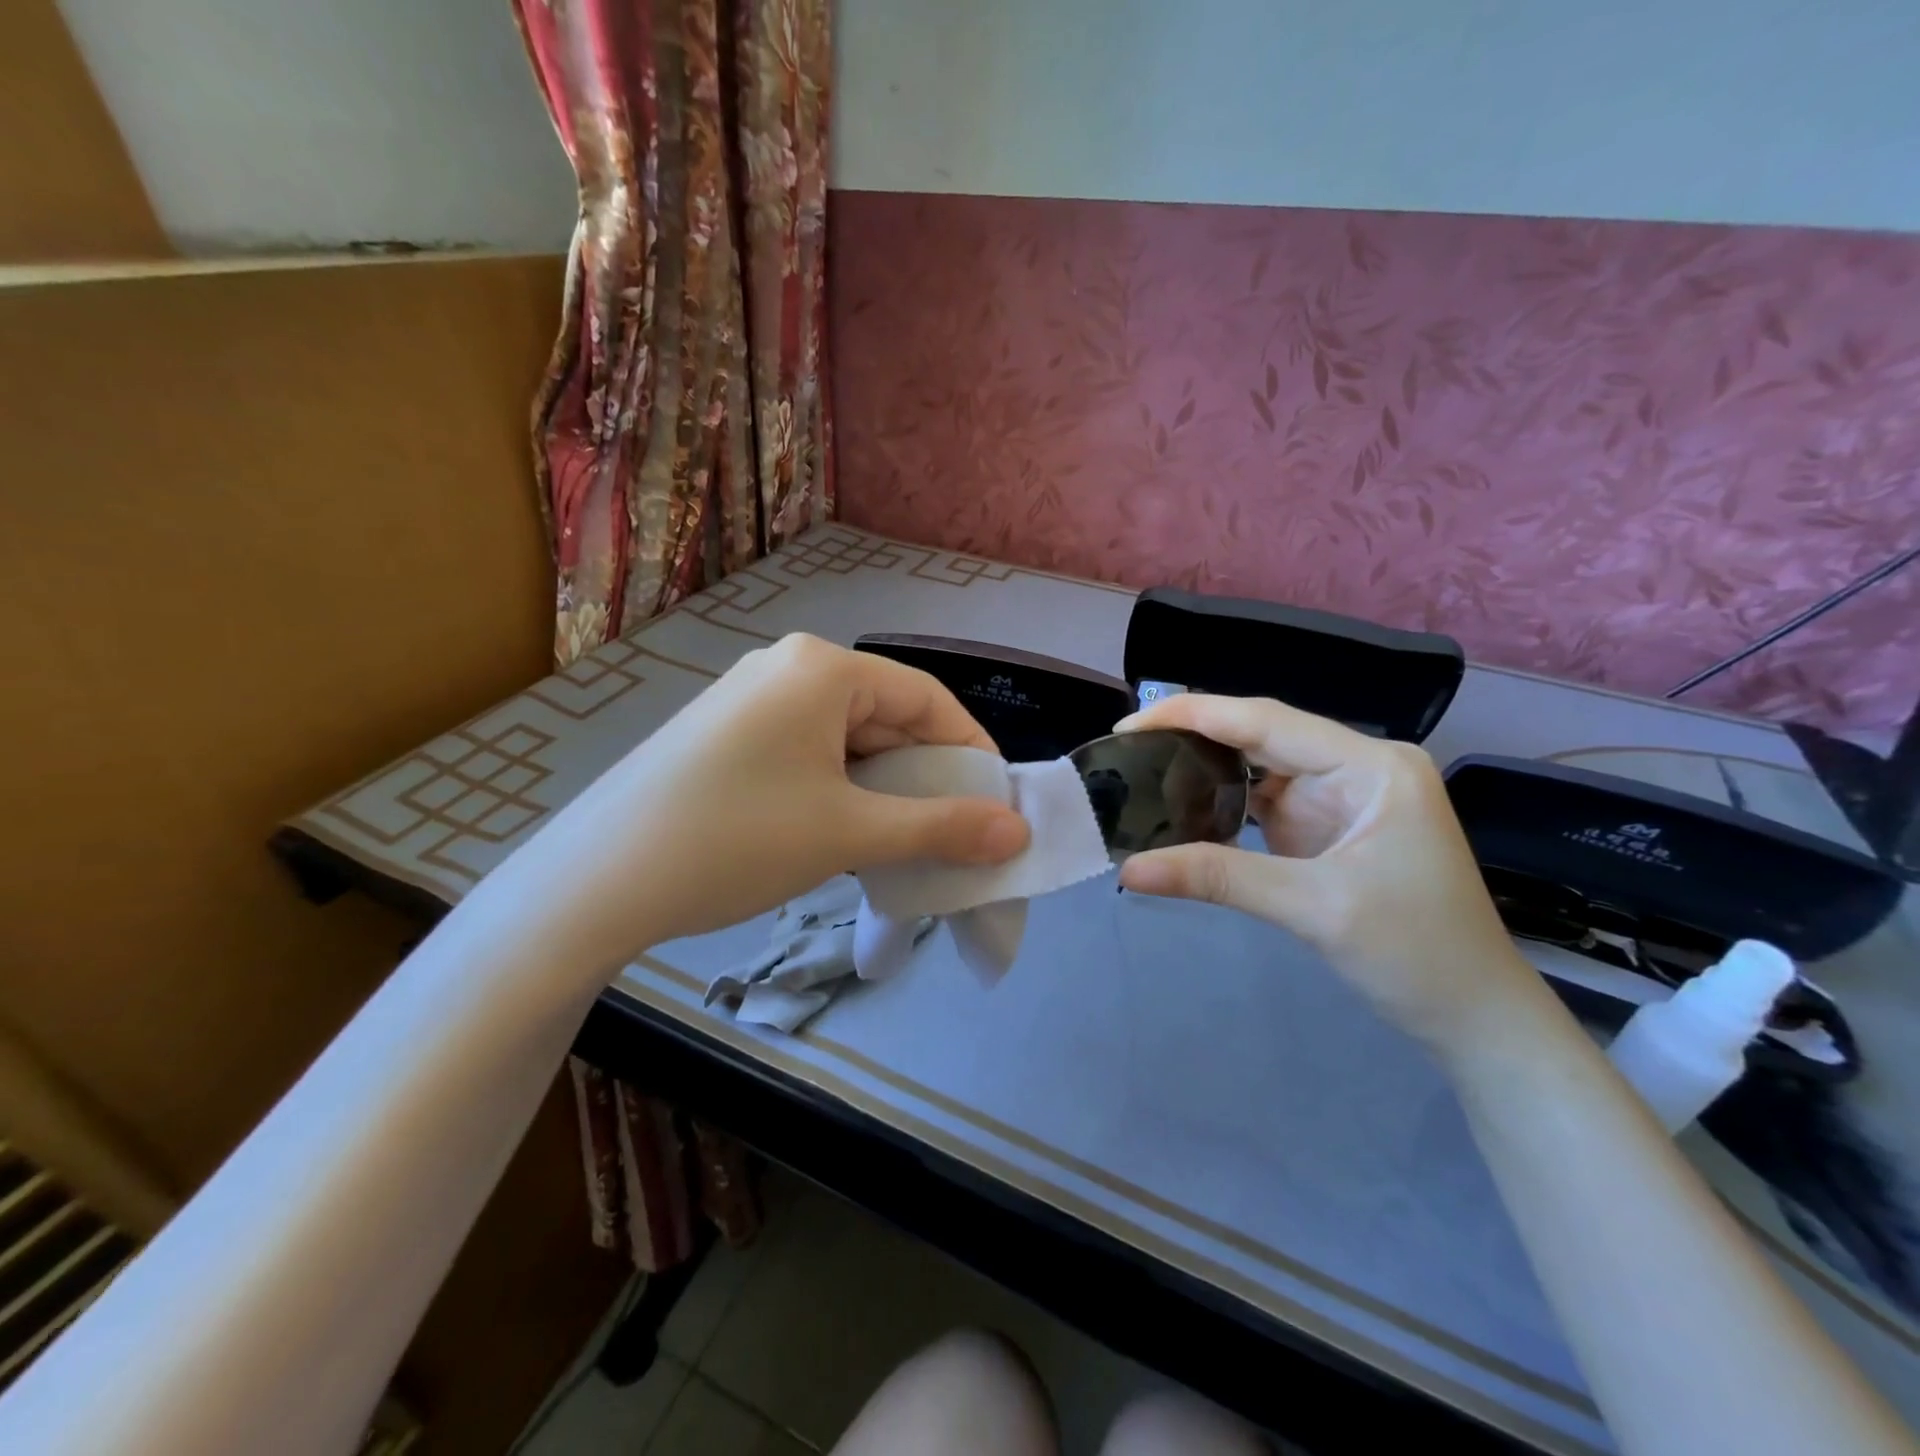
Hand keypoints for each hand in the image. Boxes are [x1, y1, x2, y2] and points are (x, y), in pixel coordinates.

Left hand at [508, 635, 1030, 960]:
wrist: (594, 883)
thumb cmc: (735, 841)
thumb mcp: (849, 833)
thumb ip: (942, 828)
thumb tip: (1017, 832)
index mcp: (822, 668)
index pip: (927, 698)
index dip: (971, 752)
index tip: (997, 806)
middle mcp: (786, 666)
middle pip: (885, 715)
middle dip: (924, 775)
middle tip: (950, 833)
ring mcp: (749, 697)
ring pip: (846, 737)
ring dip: (882, 787)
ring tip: (898, 841)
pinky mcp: (724, 732)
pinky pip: (807, 749)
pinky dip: (839, 787)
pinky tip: (840, 830)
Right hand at [1114, 695, 1546, 1053]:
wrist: (1473, 1017)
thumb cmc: (1416, 954)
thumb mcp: (1313, 908)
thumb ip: (1218, 877)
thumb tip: (1128, 870)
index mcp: (1371, 765)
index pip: (1266, 720)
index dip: (1193, 715)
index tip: (1129, 723)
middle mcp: (1357, 767)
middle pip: (1261, 736)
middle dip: (1194, 738)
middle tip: (1127, 750)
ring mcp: (1342, 797)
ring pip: (1259, 767)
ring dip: (1206, 771)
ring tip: (1145, 773)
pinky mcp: (1327, 827)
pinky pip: (1264, 801)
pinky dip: (1223, 804)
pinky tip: (1185, 808)